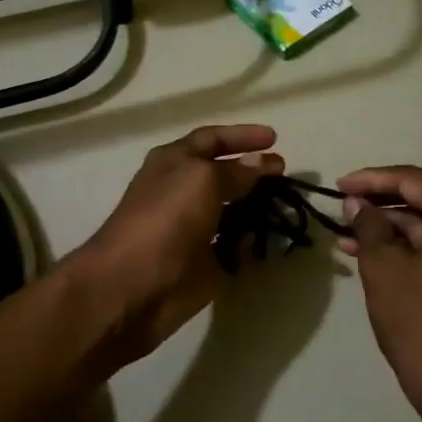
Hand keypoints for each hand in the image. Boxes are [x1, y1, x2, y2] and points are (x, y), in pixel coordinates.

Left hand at [78, 125, 284, 364]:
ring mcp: (196, 228)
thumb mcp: (201, 180)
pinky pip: (237, 245)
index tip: (275, 138)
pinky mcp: (207, 262)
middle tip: (285, 172)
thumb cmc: (165, 220)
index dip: (241, 135)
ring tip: (288, 203)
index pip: (211, 139)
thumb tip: (259, 162)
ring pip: (233, 210)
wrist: (133, 286)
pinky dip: (255, 240)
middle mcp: (184, 191)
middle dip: (254, 170)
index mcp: (174, 162)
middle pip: (224, 174)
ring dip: (259, 205)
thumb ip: (235, 171)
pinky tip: (277, 235)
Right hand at [337, 165, 421, 421]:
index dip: (372, 179)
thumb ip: (368, 225)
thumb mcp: (383, 267)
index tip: (338, 184)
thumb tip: (356, 203)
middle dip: (384, 196)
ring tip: (348, 230)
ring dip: (393, 223)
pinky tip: (370, 250)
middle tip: (347, 198)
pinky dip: (409, 243)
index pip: (415, 180)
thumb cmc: (420, 321)